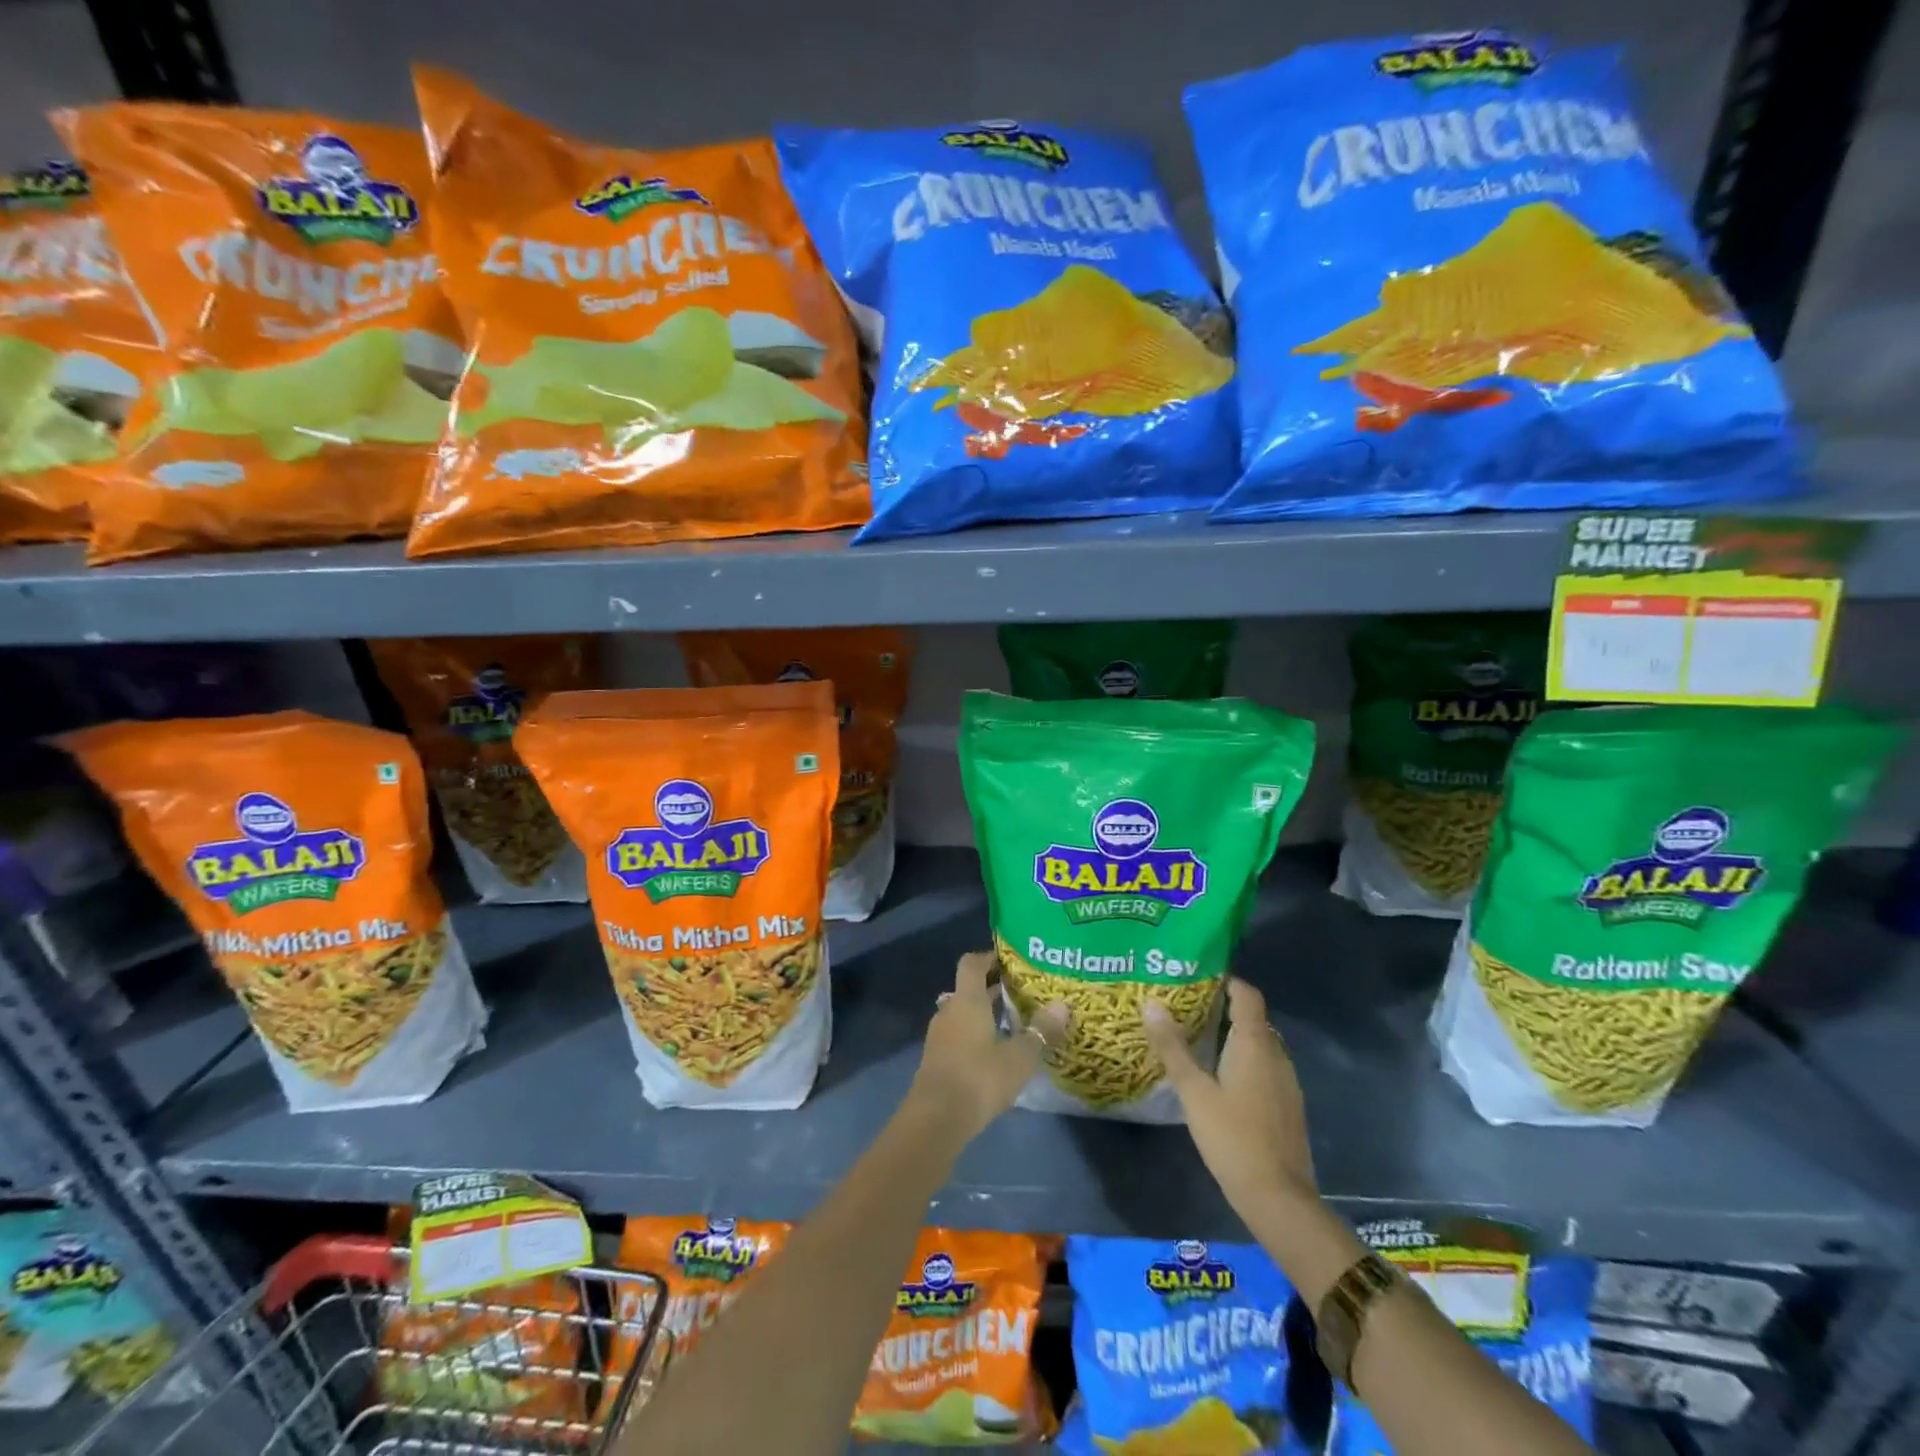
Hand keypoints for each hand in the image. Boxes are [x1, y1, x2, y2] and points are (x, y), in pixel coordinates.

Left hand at [906, 951, 1069, 1144]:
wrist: (936, 1119)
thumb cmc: (979, 1078)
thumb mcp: (1019, 1057)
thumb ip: (1041, 1031)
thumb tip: (1062, 1005)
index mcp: (967, 1000)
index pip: (972, 963)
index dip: (989, 957)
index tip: (1010, 960)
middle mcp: (950, 1010)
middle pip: (969, 988)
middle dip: (992, 988)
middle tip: (1021, 991)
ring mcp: (939, 1035)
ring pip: (963, 1013)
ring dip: (984, 1013)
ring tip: (1014, 1021)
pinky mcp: (937, 1059)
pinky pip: (958, 1034)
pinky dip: (975, 1034)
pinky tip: (996, 1051)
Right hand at [1143, 978, 1316, 1218]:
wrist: (1278, 1198)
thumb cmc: (1232, 1137)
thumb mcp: (1193, 1091)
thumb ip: (1172, 1047)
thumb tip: (1151, 1003)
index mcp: (1254, 1043)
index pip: (1246, 995)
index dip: (1226, 981)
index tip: (1197, 977)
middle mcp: (1276, 1054)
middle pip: (1252, 1018)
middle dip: (1222, 1009)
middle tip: (1186, 1009)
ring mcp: (1287, 1082)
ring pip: (1259, 1045)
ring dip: (1233, 1037)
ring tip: (1197, 1041)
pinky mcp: (1288, 1105)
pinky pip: (1264, 1068)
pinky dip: (1243, 1062)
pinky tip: (1219, 1079)